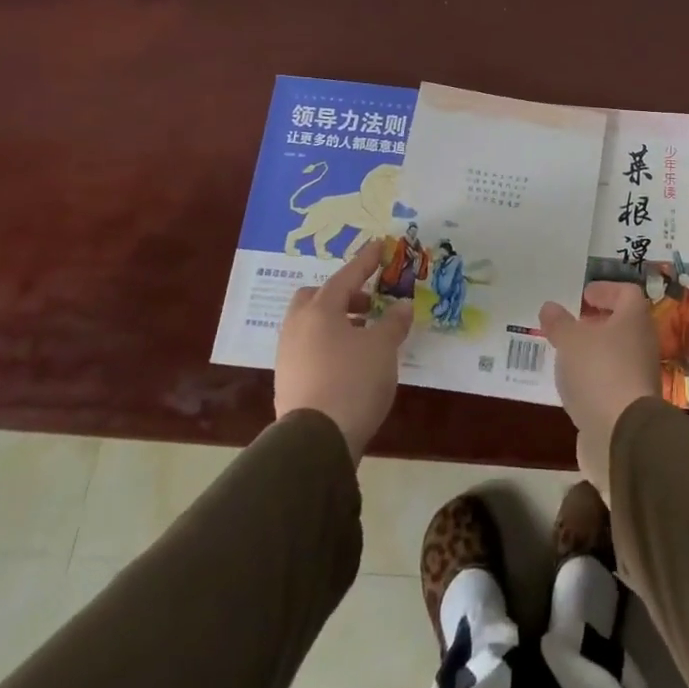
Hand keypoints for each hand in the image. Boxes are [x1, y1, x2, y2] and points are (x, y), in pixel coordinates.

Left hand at [274, 243, 412, 462]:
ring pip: (310, 325)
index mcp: (320, 310)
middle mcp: (298, 327)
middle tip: (367, 304)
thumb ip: (393, 322)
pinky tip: (350, 361)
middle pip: (316, 298)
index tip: (380, 246)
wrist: (316, 441)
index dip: (366, 261)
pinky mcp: (287, 382)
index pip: (347, 276)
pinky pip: (308, 349)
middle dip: (341, 295)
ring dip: (336, 322)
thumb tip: (401, 306)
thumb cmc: (353, 381)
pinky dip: (328, 345)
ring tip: (365, 335)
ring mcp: (288, 356)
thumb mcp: (383, 348)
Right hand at [539, 281, 660, 502]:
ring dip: (593, 352)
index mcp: (634, 320)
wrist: (622, 436)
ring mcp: (639, 377)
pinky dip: (593, 379)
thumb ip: (559, 323)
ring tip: (565, 354)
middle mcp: (642, 344)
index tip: (584, 295)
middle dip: (597, 323)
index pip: (627, 293)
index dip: (606, 290)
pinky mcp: (629, 406)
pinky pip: (610, 382)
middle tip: (571, 324)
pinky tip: (572, 385)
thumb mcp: (570, 341)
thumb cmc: (599, 372)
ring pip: (616, 355)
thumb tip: (549, 307)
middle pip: (623, 325)